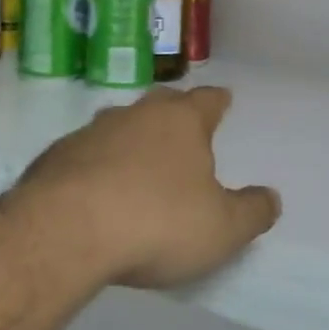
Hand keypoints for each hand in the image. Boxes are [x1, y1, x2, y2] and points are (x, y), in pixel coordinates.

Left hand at [13, 87, 280, 289]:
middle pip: (161, 102)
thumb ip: (252, 212)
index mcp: (181, 121)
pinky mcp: (56, 156)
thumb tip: (271, 198)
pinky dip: (96, 163)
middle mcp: (136, 115)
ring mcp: (92, 132)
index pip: (207, 100)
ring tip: (139, 159)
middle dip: (174, 111)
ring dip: (132, 137)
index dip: (217, 101)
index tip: (223, 99)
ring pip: (120, 124)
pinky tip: (96, 188)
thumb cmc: (157, 222)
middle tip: (183, 125)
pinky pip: (86, 152)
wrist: (65, 230)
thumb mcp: (221, 229)